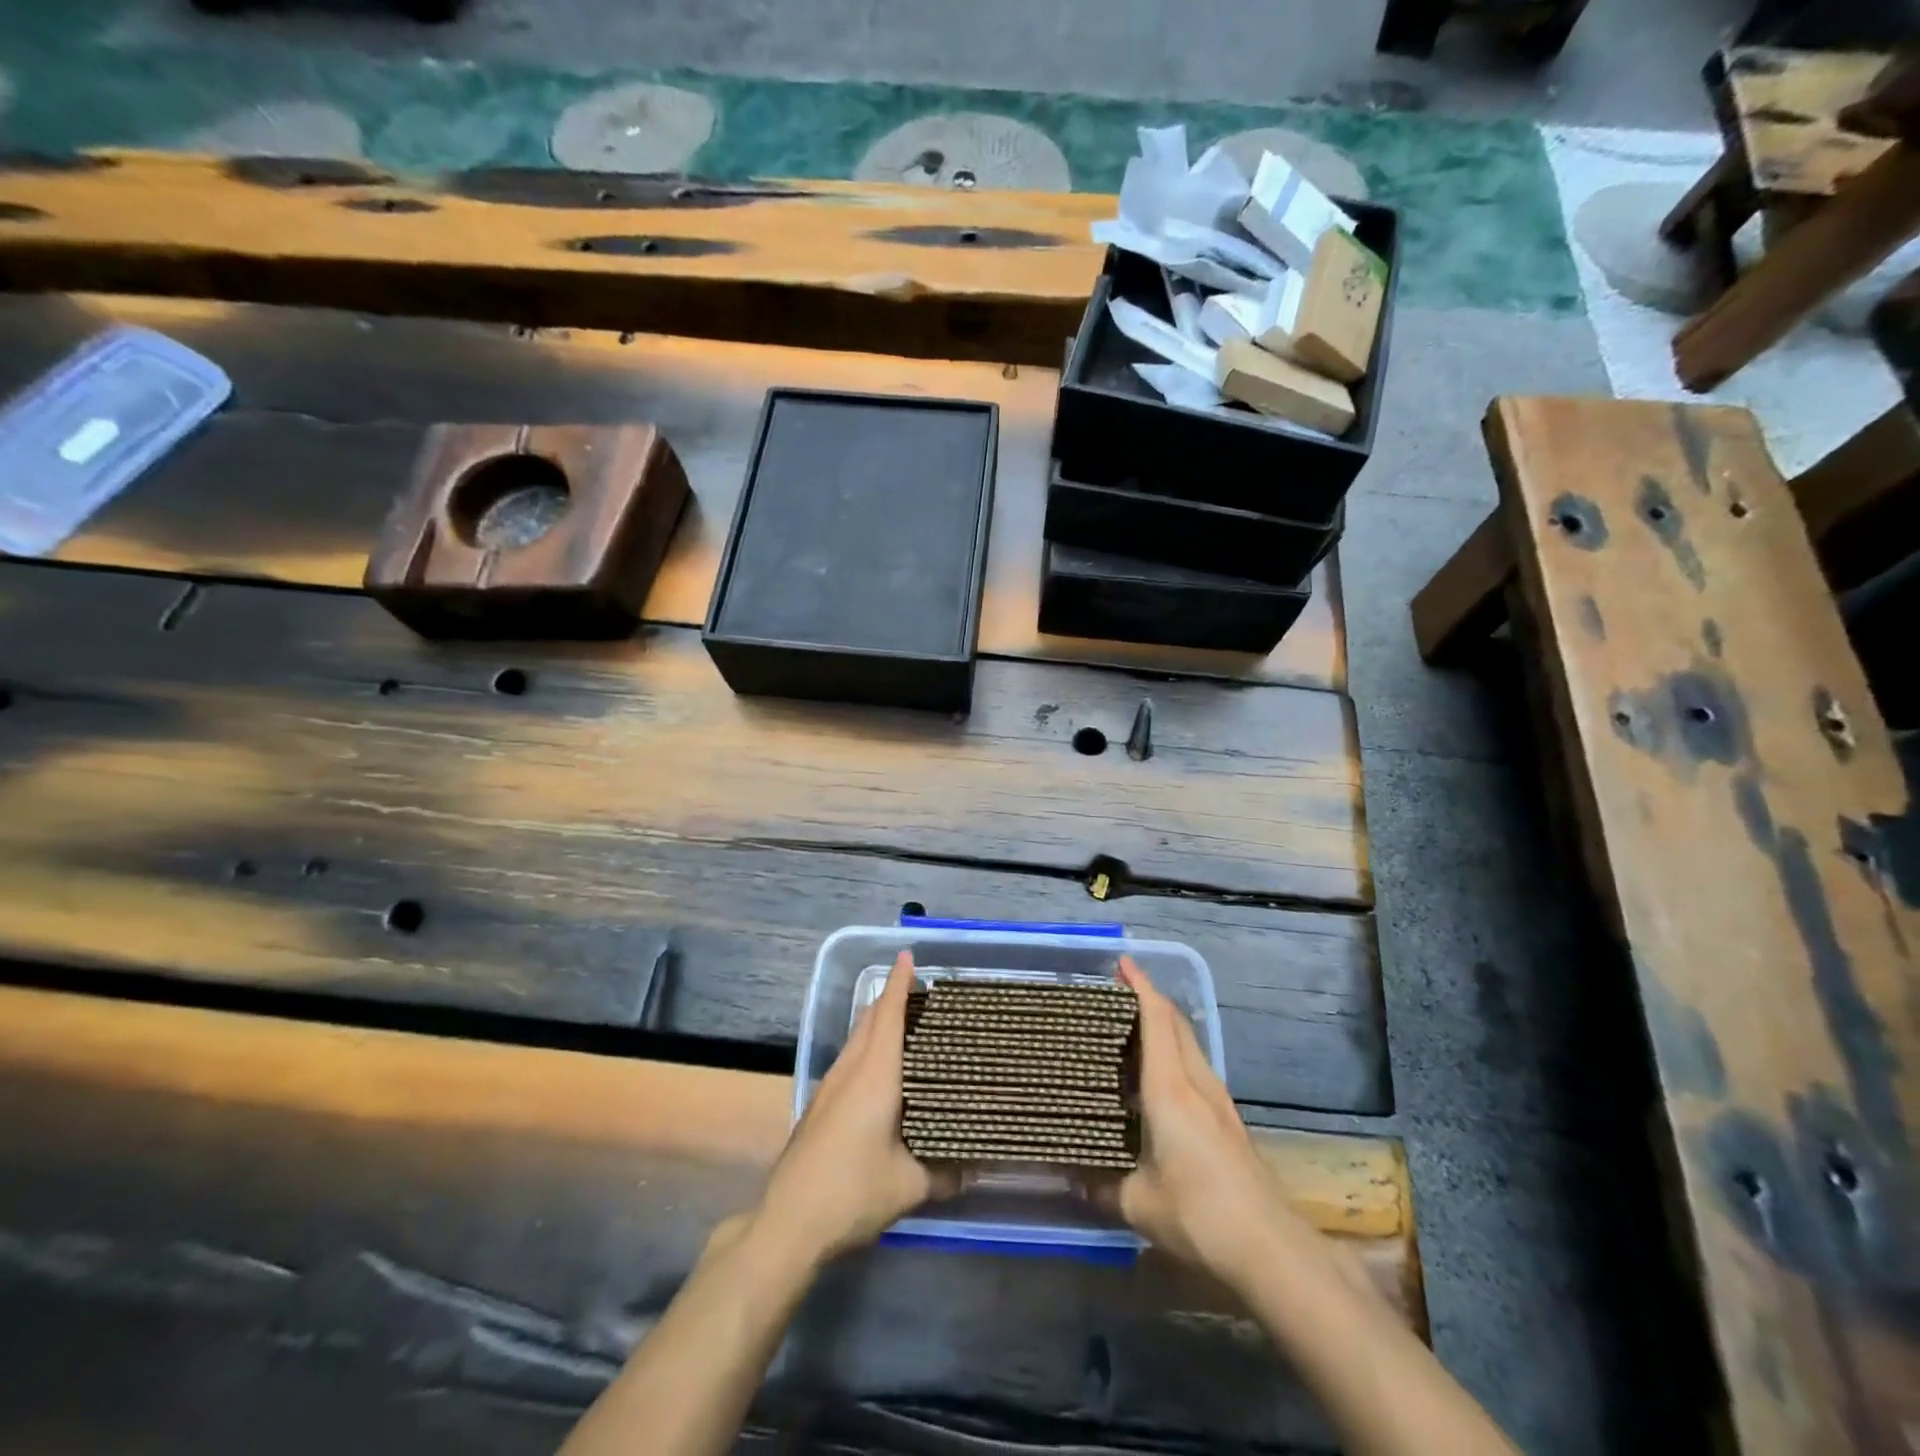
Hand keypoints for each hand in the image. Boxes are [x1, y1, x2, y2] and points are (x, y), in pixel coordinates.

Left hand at [751, 951, 952, 1267]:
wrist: (788, 1222)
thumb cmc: (852, 1192)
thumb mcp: (908, 1186)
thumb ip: (945, 1174)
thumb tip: (976, 1168)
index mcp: (874, 1076)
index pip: (888, 1016)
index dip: (898, 983)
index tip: (908, 955)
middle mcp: (850, 1070)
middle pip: (869, 1020)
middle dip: (890, 997)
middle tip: (920, 990)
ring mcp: (830, 1087)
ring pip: (856, 1038)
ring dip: (877, 1021)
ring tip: (906, 1022)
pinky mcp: (820, 1105)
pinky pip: (850, 1058)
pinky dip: (868, 1046)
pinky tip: (882, 1068)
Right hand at [1107, 957, 1295, 1288]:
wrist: (1272, 1248)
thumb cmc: (1199, 1215)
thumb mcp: (1138, 1204)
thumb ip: (1101, 1186)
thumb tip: (1070, 1178)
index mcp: (1170, 1089)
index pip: (1156, 1020)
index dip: (1140, 986)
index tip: (1123, 963)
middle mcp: (1196, 1083)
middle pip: (1176, 1023)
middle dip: (1151, 999)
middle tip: (1118, 993)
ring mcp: (1218, 1101)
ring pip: (1189, 1045)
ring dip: (1164, 1026)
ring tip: (1131, 1032)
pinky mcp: (1228, 1121)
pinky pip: (1196, 1068)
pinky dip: (1175, 1054)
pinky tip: (1158, 1081)